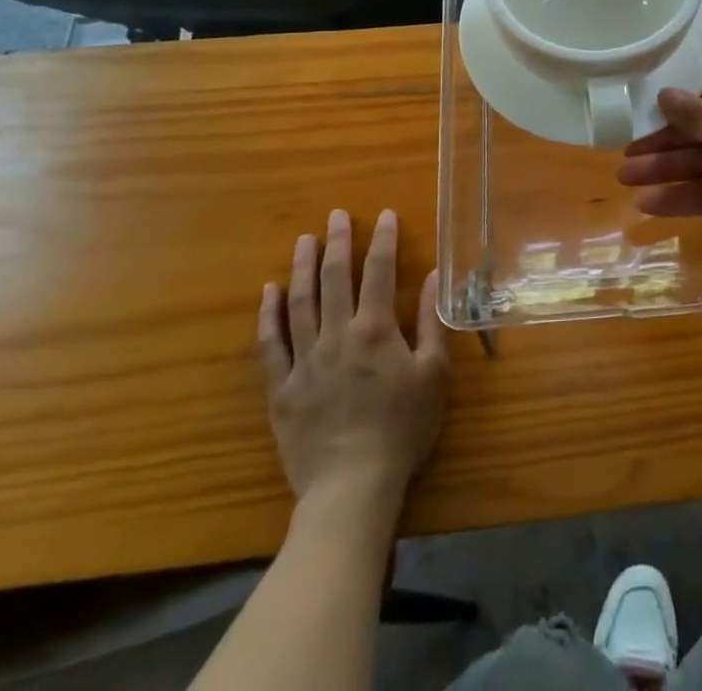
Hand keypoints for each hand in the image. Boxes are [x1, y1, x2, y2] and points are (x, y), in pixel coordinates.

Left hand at [257, 208, 448, 503]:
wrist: (352, 487)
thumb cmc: (401, 429)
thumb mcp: (433, 375)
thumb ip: (430, 323)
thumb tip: (432, 276)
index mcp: (375, 330)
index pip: (379, 272)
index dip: (382, 240)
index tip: (383, 214)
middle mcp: (337, 335)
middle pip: (335, 278)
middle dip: (338, 243)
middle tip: (335, 215)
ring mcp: (305, 360)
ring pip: (300, 303)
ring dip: (302, 268)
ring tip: (303, 241)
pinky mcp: (281, 388)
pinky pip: (270, 344)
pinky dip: (268, 315)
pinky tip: (269, 292)